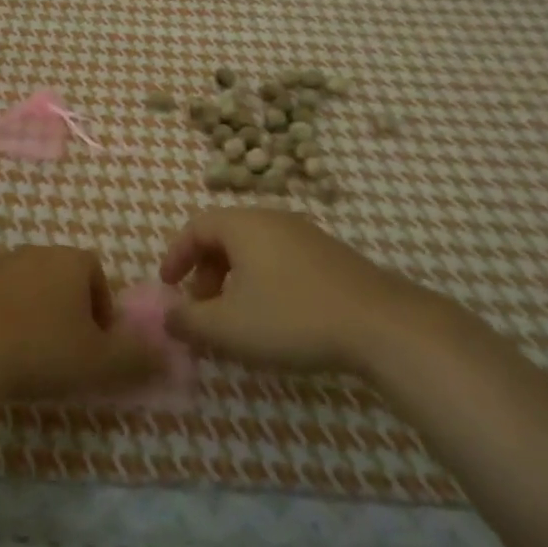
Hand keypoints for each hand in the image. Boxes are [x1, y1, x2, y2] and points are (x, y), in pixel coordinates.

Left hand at [0, 246, 163, 402]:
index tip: (94, 346)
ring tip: (20, 354)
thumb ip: (138, 358)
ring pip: (19, 285)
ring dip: (25, 311)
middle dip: (63, 310)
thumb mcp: (101, 363)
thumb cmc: (40, 351)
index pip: (96, 276)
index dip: (100, 311)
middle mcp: (32, 251)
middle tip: (59, 353)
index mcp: (70, 261)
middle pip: (58, 277)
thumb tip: (168, 355)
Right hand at [159, 209, 425, 374]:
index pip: (196, 227)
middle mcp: (273, 219)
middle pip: (225, 236)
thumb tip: (167, 316)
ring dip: (234, 280)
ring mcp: (307, 235)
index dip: (176, 255)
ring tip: (236, 319)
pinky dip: (262, 282)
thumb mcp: (228, 327)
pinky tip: (275, 318)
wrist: (381, 324)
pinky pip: (281, 260)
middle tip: (201, 308)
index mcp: (244, 225)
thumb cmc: (291, 318)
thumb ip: (188, 321)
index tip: (167, 286)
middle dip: (205, 272)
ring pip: (255, 249)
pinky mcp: (331, 257)